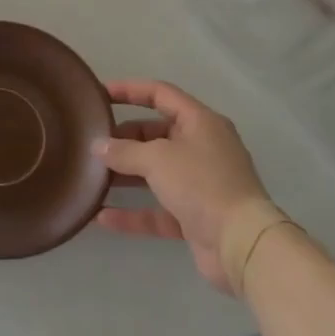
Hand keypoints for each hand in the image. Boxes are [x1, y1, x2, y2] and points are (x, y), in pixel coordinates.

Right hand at [92, 79, 269, 292]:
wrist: (243, 245)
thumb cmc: (201, 184)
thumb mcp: (157, 159)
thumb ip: (124, 151)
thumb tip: (98, 147)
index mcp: (200, 123)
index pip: (161, 94)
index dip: (129, 90)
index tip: (99, 94)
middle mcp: (202, 149)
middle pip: (155, 134)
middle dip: (124, 138)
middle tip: (93, 143)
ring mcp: (200, 184)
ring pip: (155, 172)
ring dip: (125, 175)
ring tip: (92, 175)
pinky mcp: (196, 217)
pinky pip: (158, 209)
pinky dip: (133, 212)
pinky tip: (102, 217)